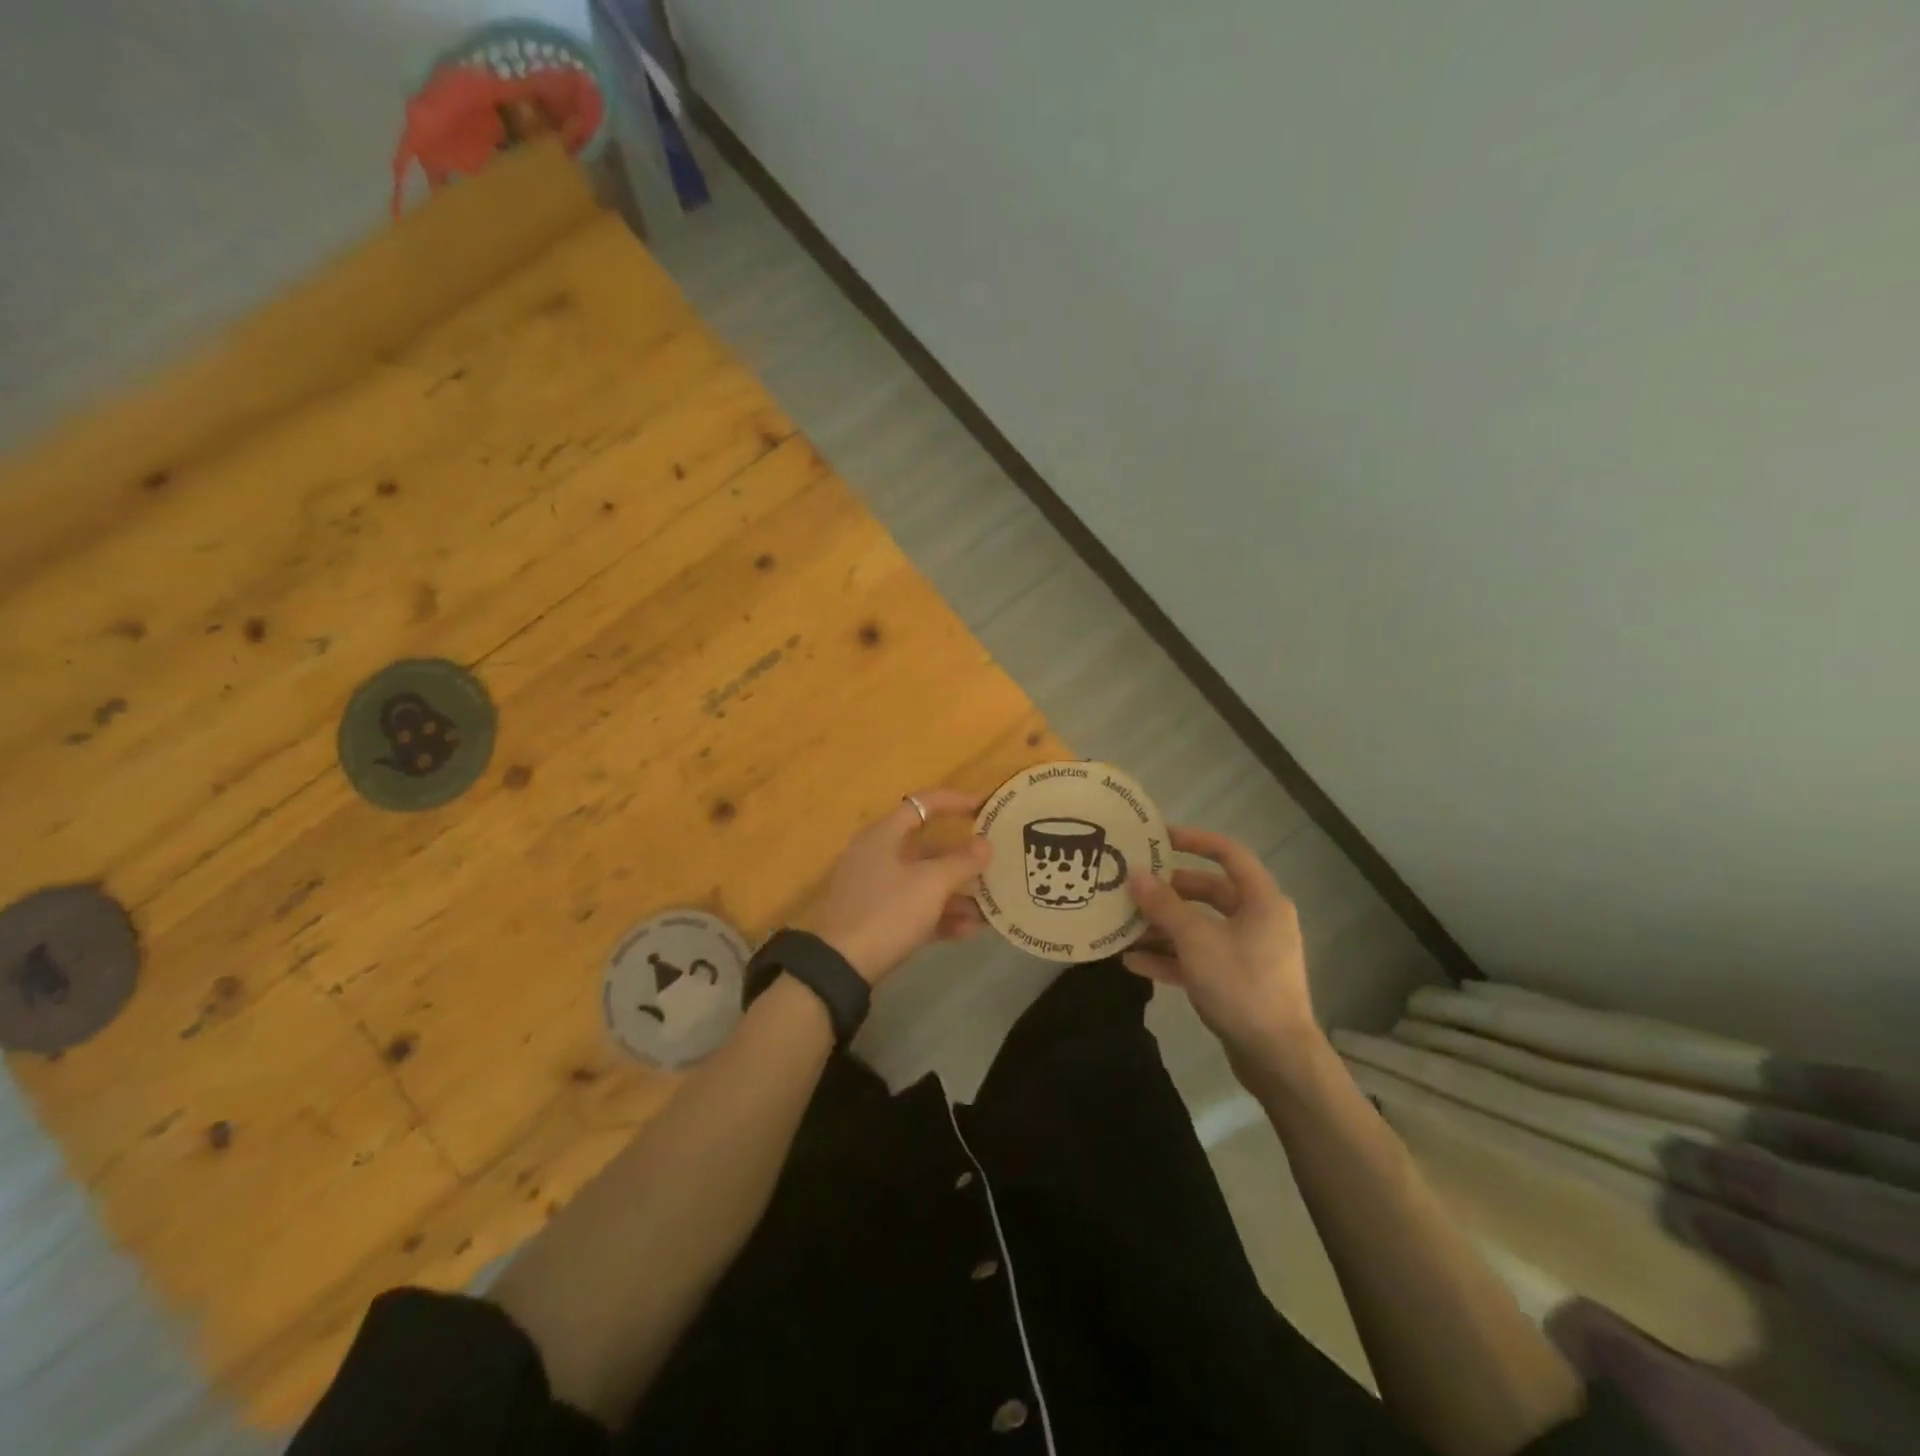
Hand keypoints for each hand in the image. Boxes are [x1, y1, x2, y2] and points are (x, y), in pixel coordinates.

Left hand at [799, 790, 992, 984]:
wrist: (841, 966)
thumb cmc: (888, 911)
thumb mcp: (931, 884)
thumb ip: (962, 862)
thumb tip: (985, 844)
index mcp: (884, 835)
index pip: (923, 804)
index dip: (955, 802)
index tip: (985, 807)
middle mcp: (878, 855)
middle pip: (927, 848)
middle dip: (963, 860)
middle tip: (994, 865)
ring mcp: (875, 888)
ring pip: (923, 882)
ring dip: (956, 894)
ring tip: (989, 908)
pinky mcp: (877, 918)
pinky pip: (915, 908)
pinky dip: (940, 915)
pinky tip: (969, 931)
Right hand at [1123, 826, 1318, 1072]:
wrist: (1276, 1058)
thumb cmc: (1242, 985)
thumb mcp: (1196, 940)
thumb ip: (1163, 905)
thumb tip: (1134, 874)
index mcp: (1261, 901)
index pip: (1228, 854)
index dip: (1194, 840)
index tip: (1158, 837)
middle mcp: (1257, 920)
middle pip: (1208, 892)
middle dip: (1168, 891)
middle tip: (1131, 887)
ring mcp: (1246, 952)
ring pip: (1199, 927)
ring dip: (1162, 926)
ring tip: (1123, 925)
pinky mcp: (1235, 981)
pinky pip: (1197, 957)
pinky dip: (1169, 957)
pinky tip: (1132, 962)